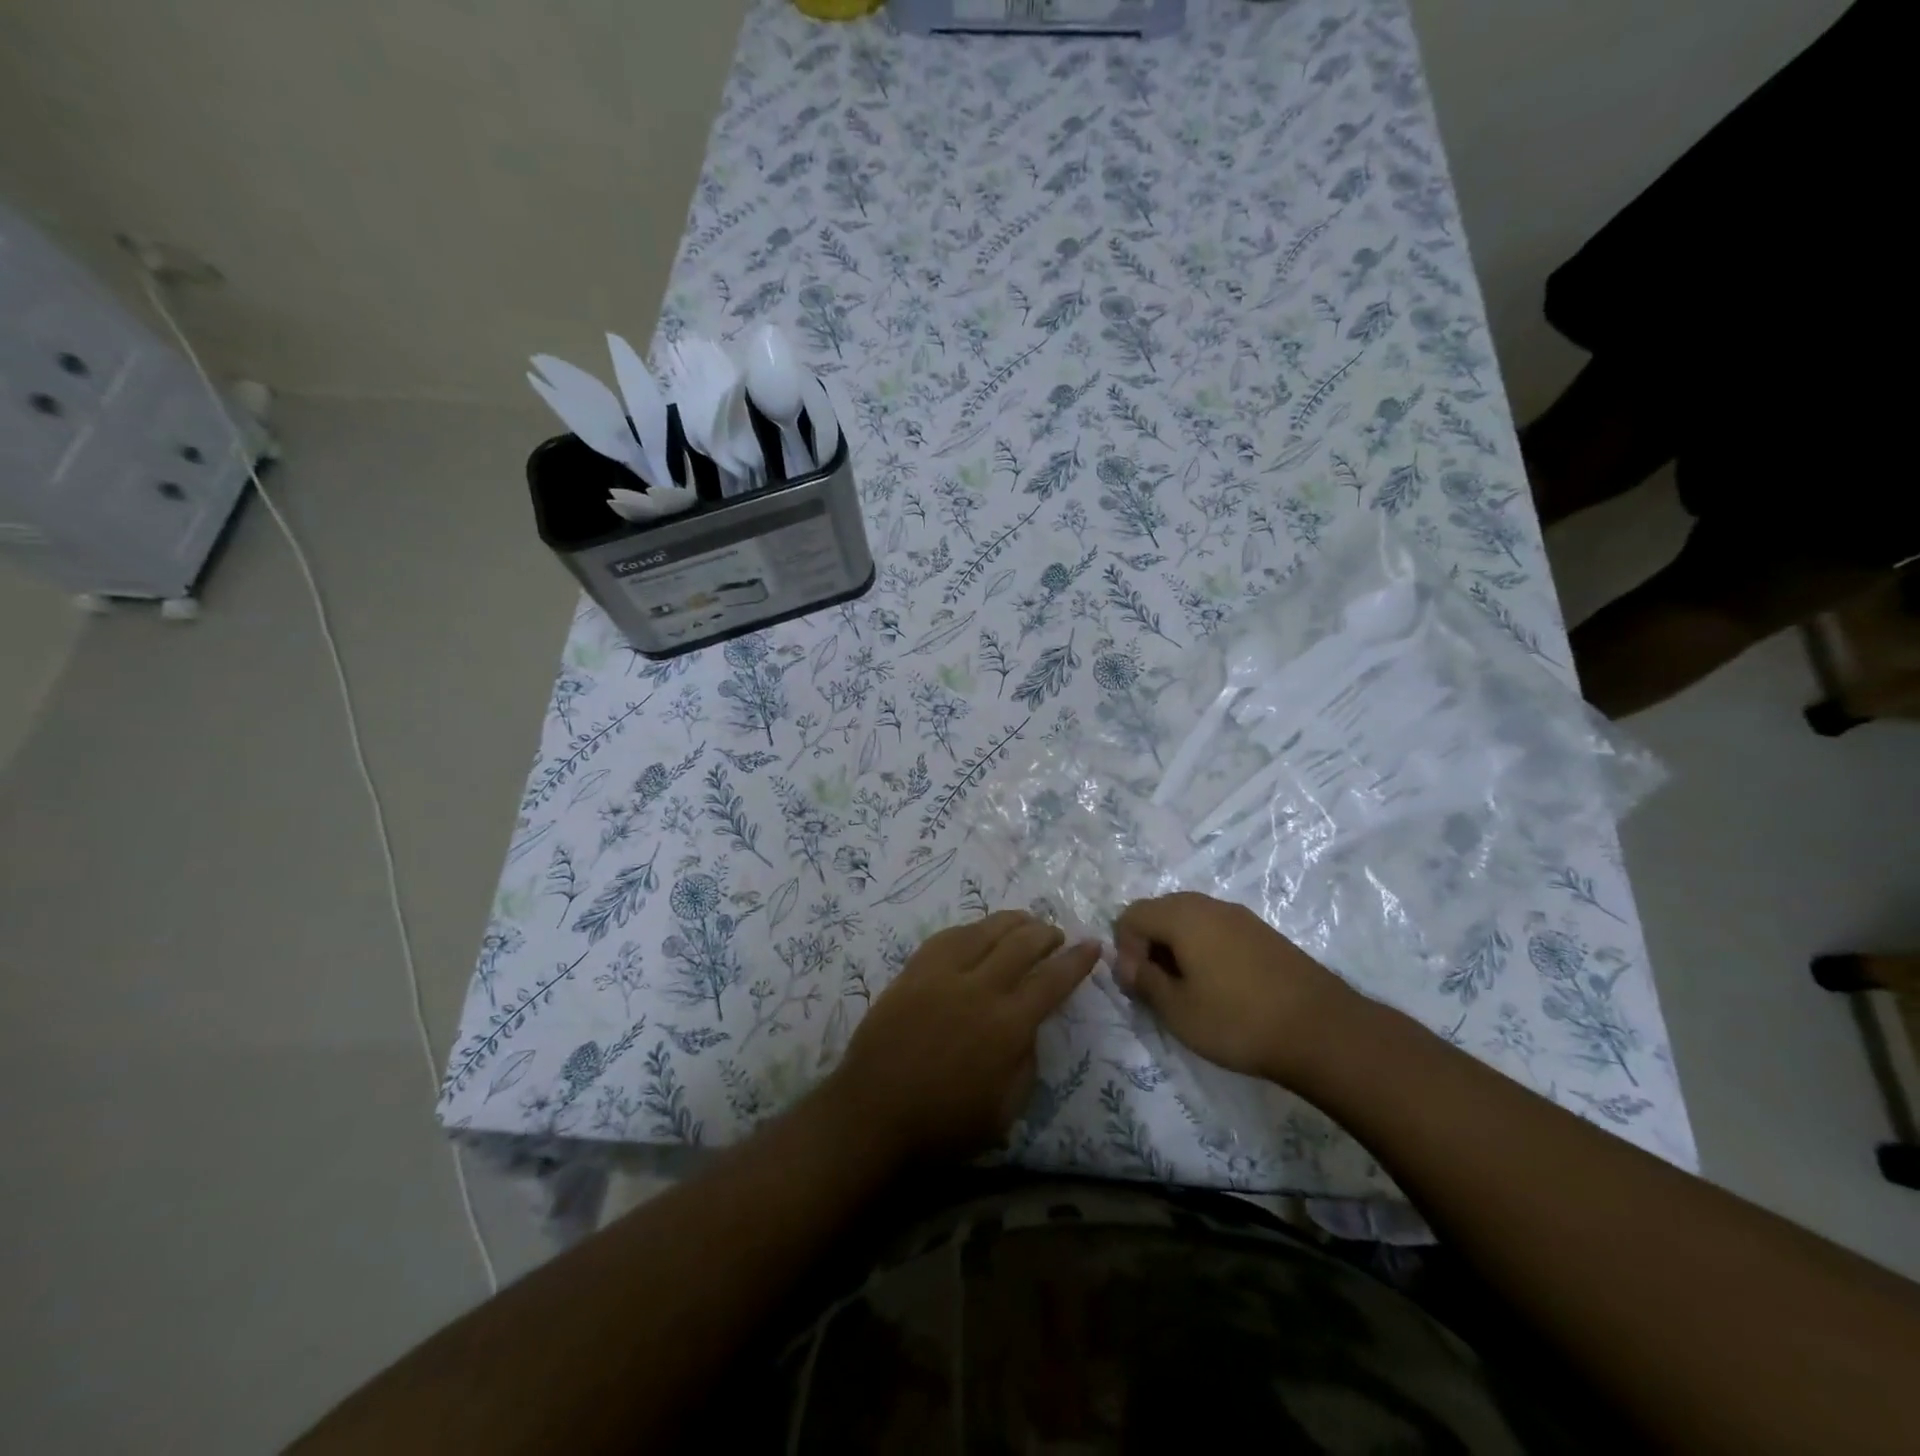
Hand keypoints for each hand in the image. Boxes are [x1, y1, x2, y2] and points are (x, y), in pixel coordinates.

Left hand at [828, 911, 1098, 1165]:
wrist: (872, 1115)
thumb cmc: (942, 1126)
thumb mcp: (1004, 1112)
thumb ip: (1026, 1064)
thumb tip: (1029, 1028)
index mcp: (1007, 1026)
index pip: (1052, 981)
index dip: (1077, 960)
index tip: (1092, 944)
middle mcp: (979, 989)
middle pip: (1021, 944)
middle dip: (1046, 934)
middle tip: (1056, 934)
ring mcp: (942, 974)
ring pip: (984, 930)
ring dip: (1011, 922)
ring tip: (1024, 921)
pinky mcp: (913, 971)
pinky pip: (947, 937)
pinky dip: (971, 929)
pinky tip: (977, 931)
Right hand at [1113, 892, 1354, 1084]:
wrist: (1323, 1030)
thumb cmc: (1238, 1020)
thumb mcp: (1178, 1010)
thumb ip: (1144, 981)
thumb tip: (1127, 964)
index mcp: (1182, 916)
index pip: (1132, 915)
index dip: (1124, 948)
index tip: (1139, 985)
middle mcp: (1209, 905)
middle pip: (1160, 911)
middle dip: (1149, 945)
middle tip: (1157, 988)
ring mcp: (1240, 917)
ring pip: (1190, 920)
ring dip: (1177, 948)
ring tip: (1187, 990)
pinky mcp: (1263, 933)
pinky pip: (1217, 930)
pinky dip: (1205, 950)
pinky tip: (1220, 987)